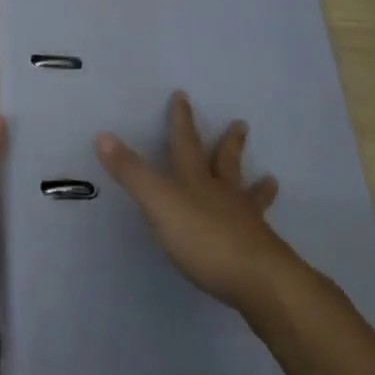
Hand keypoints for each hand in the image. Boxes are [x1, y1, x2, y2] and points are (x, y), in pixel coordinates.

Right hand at [96, 91, 305, 312]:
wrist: (259, 279)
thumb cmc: (205, 239)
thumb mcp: (160, 204)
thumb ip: (133, 173)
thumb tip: (103, 135)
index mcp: (196, 181)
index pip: (185, 144)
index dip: (181, 120)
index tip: (182, 95)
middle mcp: (223, 195)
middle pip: (226, 163)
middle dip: (229, 144)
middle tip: (241, 124)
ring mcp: (246, 222)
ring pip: (249, 196)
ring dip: (257, 186)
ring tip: (271, 178)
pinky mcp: (260, 252)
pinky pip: (260, 231)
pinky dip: (262, 223)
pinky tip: (267, 230)